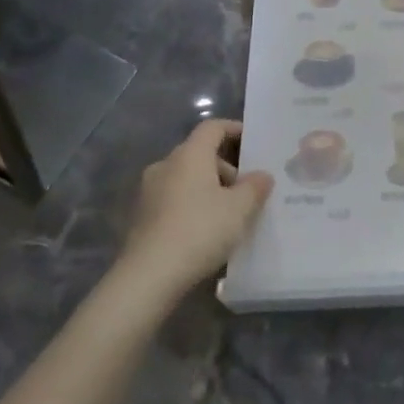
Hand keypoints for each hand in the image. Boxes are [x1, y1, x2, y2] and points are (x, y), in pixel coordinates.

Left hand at [122, 120, 272, 298]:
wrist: (149, 276)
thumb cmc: (200, 231)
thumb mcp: (239, 209)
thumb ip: (255, 187)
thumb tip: (262, 175)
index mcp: (189, 155)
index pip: (212, 127)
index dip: (234, 129)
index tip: (254, 141)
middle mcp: (166, 165)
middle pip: (200, 153)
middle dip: (226, 167)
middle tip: (247, 189)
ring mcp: (149, 191)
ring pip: (186, 177)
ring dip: (210, 187)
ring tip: (230, 213)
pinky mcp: (142, 215)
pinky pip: (175, 198)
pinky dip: (193, 204)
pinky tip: (207, 229)